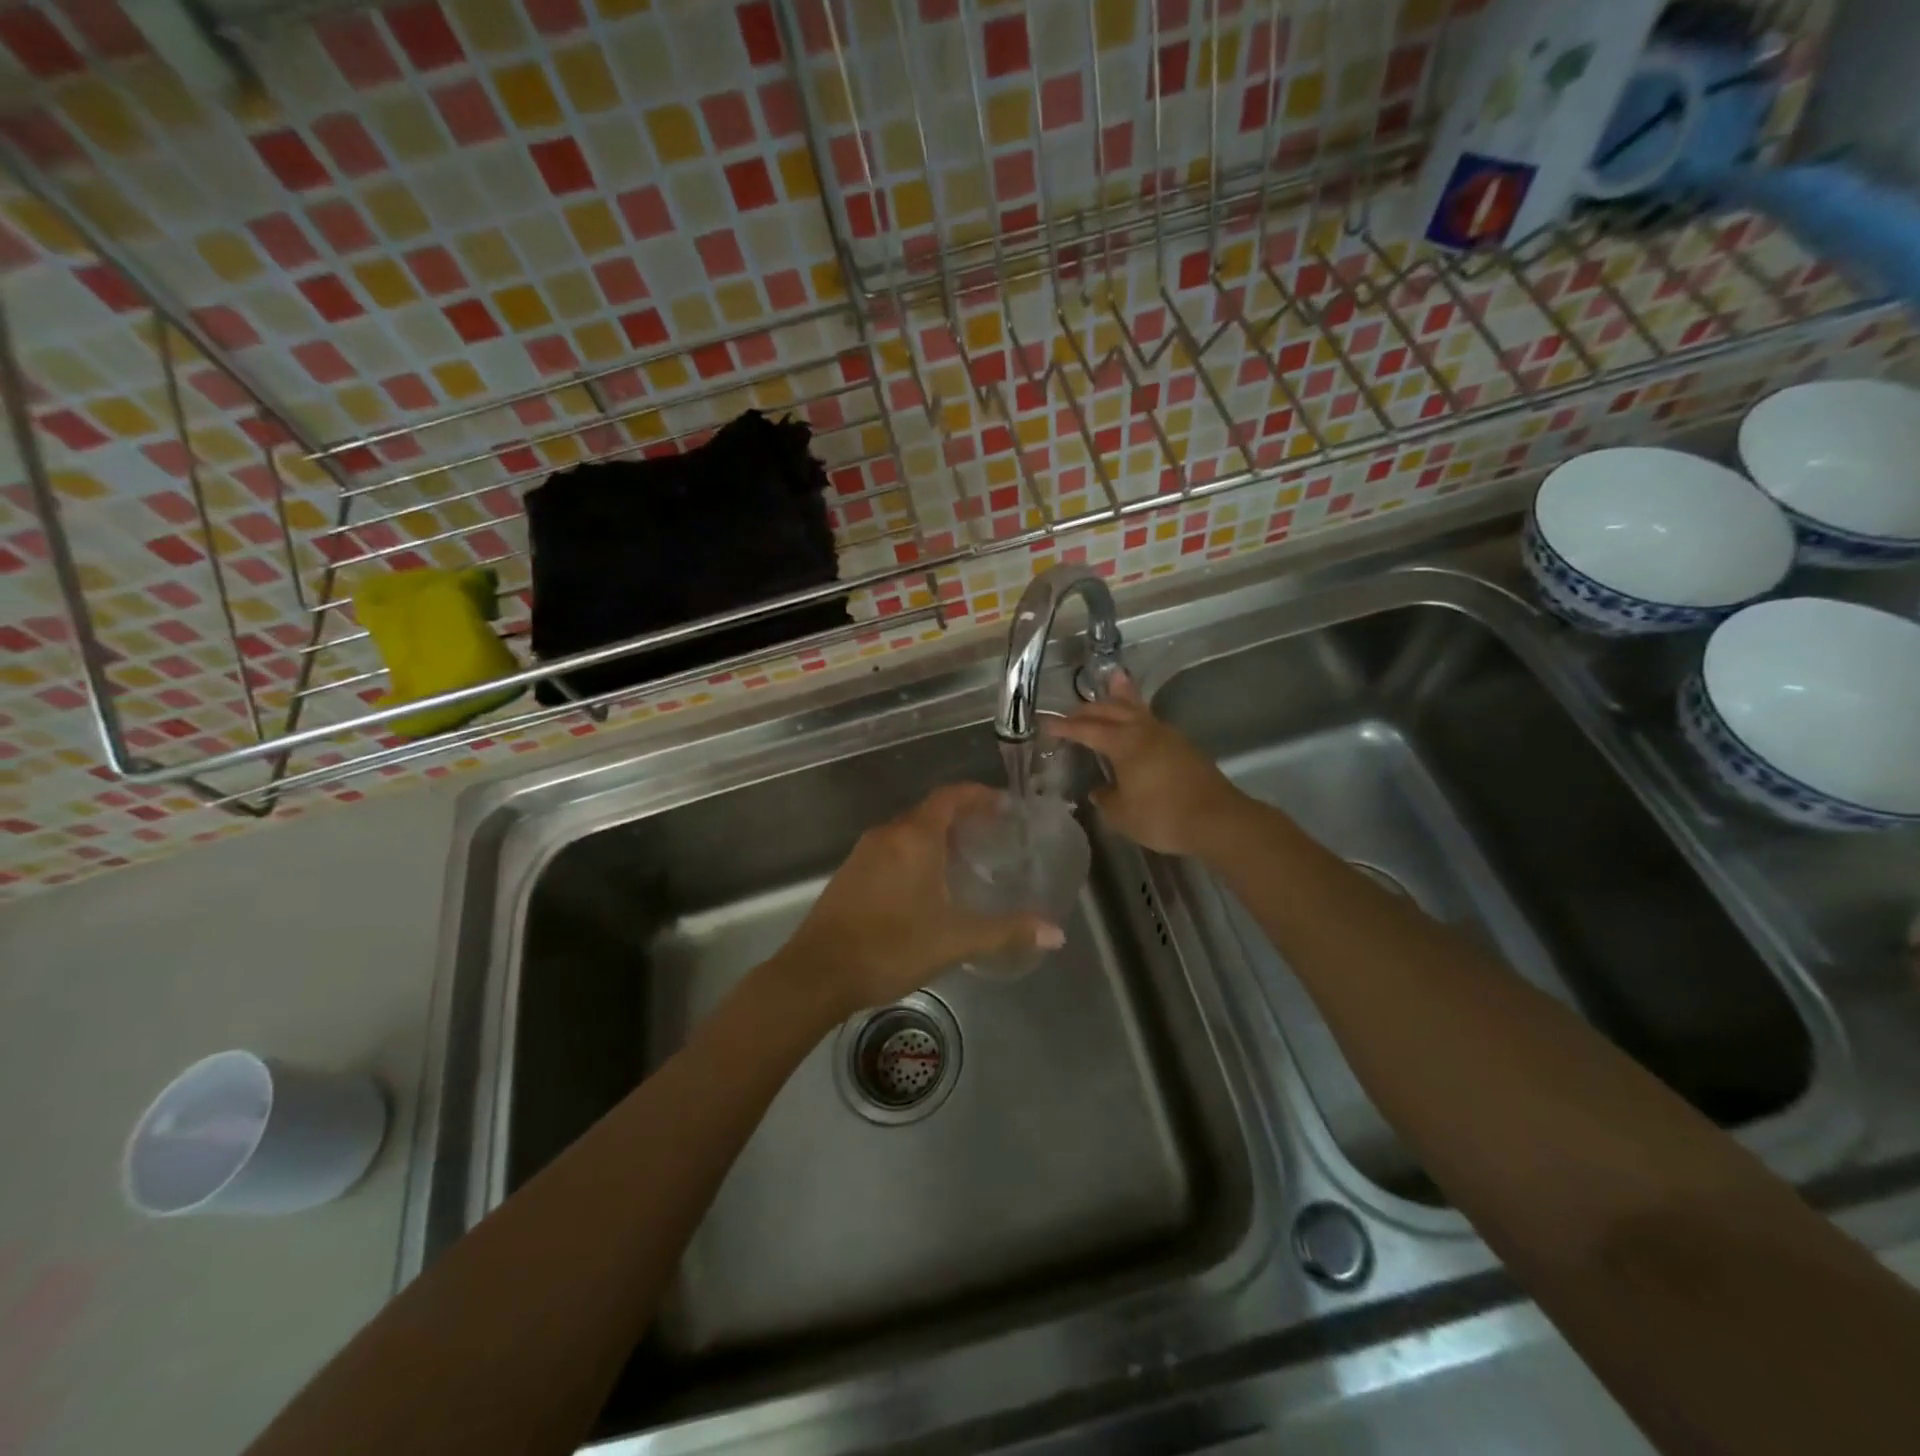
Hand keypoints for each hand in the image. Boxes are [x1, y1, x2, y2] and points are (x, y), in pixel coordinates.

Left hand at [780, 784, 1065, 1016]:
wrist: (817, 973)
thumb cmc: (890, 947)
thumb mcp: (954, 940)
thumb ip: (1006, 931)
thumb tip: (1056, 932)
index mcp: (914, 838)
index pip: (951, 797)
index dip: (979, 795)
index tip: (1004, 805)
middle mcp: (888, 835)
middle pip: (930, 811)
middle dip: (963, 817)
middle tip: (994, 836)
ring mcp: (864, 853)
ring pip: (909, 831)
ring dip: (938, 836)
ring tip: (967, 860)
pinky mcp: (851, 873)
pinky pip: (892, 849)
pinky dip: (916, 853)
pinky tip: (928, 885)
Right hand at [1051, 674, 1246, 856]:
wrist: (1218, 820)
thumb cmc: (1163, 816)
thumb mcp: (1122, 814)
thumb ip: (1106, 798)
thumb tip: (1100, 790)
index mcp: (1124, 743)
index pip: (1087, 730)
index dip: (1065, 727)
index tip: (1045, 724)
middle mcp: (1144, 731)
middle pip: (1112, 709)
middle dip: (1088, 709)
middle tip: (1071, 713)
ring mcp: (1167, 736)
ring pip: (1136, 708)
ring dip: (1118, 699)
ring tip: (1111, 682)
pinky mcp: (1182, 747)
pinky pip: (1150, 721)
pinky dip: (1136, 714)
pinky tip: (1136, 722)